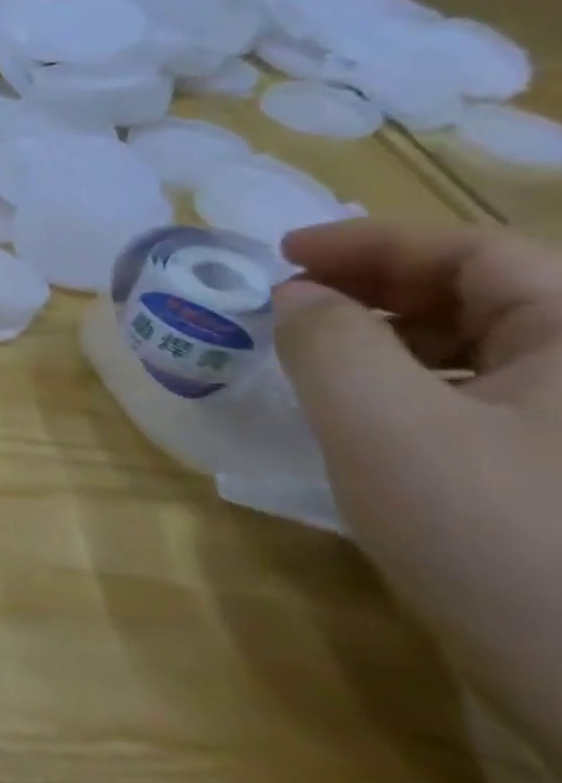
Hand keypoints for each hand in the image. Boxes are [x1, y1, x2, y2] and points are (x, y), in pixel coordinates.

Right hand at [275, 219, 561, 758]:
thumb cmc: (501, 539)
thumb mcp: (383, 426)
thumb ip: (327, 340)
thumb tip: (299, 296)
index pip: (477, 254)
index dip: (371, 243)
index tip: (281, 255)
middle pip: (492, 296)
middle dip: (382, 287)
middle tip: (294, 302)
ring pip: (496, 352)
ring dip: (400, 339)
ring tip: (323, 358)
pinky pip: (501, 405)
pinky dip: (427, 391)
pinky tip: (379, 421)